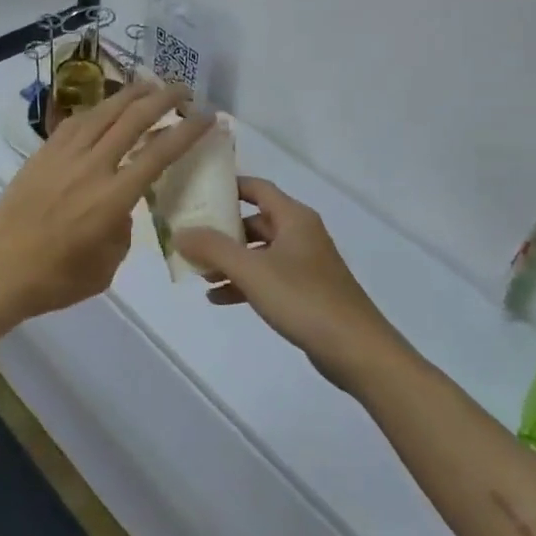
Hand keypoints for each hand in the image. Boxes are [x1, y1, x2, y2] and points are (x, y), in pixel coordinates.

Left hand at [0, 80, 211, 321]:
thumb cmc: (57, 278)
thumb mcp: (108, 265)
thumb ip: (123, 228)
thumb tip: (122, 206)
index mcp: (113, 198)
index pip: (159, 153)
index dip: (187, 130)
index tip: (207, 116)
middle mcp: (92, 167)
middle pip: (133, 119)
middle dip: (163, 98)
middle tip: (183, 90)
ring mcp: (64, 156)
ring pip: (103, 111)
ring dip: (131, 94)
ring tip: (149, 85)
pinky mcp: (43, 153)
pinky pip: (76, 122)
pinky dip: (98, 109)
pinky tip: (106, 107)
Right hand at [174, 178, 409, 392]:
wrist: (356, 350)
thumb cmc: (304, 299)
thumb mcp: (252, 271)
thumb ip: (214, 248)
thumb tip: (180, 232)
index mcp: (294, 217)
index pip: (257, 188)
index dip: (228, 186)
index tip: (197, 191)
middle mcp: (300, 233)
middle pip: (255, 221)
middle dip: (223, 230)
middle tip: (190, 237)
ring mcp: (305, 264)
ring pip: (260, 252)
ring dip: (230, 260)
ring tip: (199, 272)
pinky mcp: (306, 292)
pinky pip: (268, 278)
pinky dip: (244, 283)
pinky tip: (218, 299)